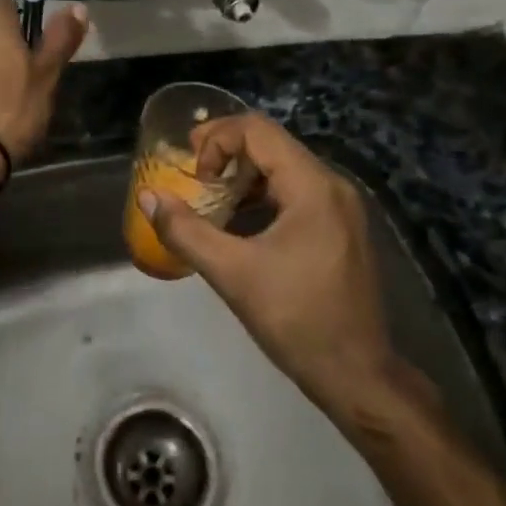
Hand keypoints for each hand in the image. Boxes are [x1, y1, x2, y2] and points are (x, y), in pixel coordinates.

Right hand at [139, 113, 398, 408]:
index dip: (217, 139)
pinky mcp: (341, 227)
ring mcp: (341, 206)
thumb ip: (185, 231)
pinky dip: (263, 194)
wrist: (357, 374)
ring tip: (211, 197)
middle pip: (272, 143)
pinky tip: (240, 221)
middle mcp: (332, 185)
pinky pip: (296, 191)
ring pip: (284, 166)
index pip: (257, 131)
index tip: (193, 173)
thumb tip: (148, 197)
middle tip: (193, 174)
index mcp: (312, 186)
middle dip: (226, 151)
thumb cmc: (296, 319)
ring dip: (243, 174)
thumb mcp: (232, 273)